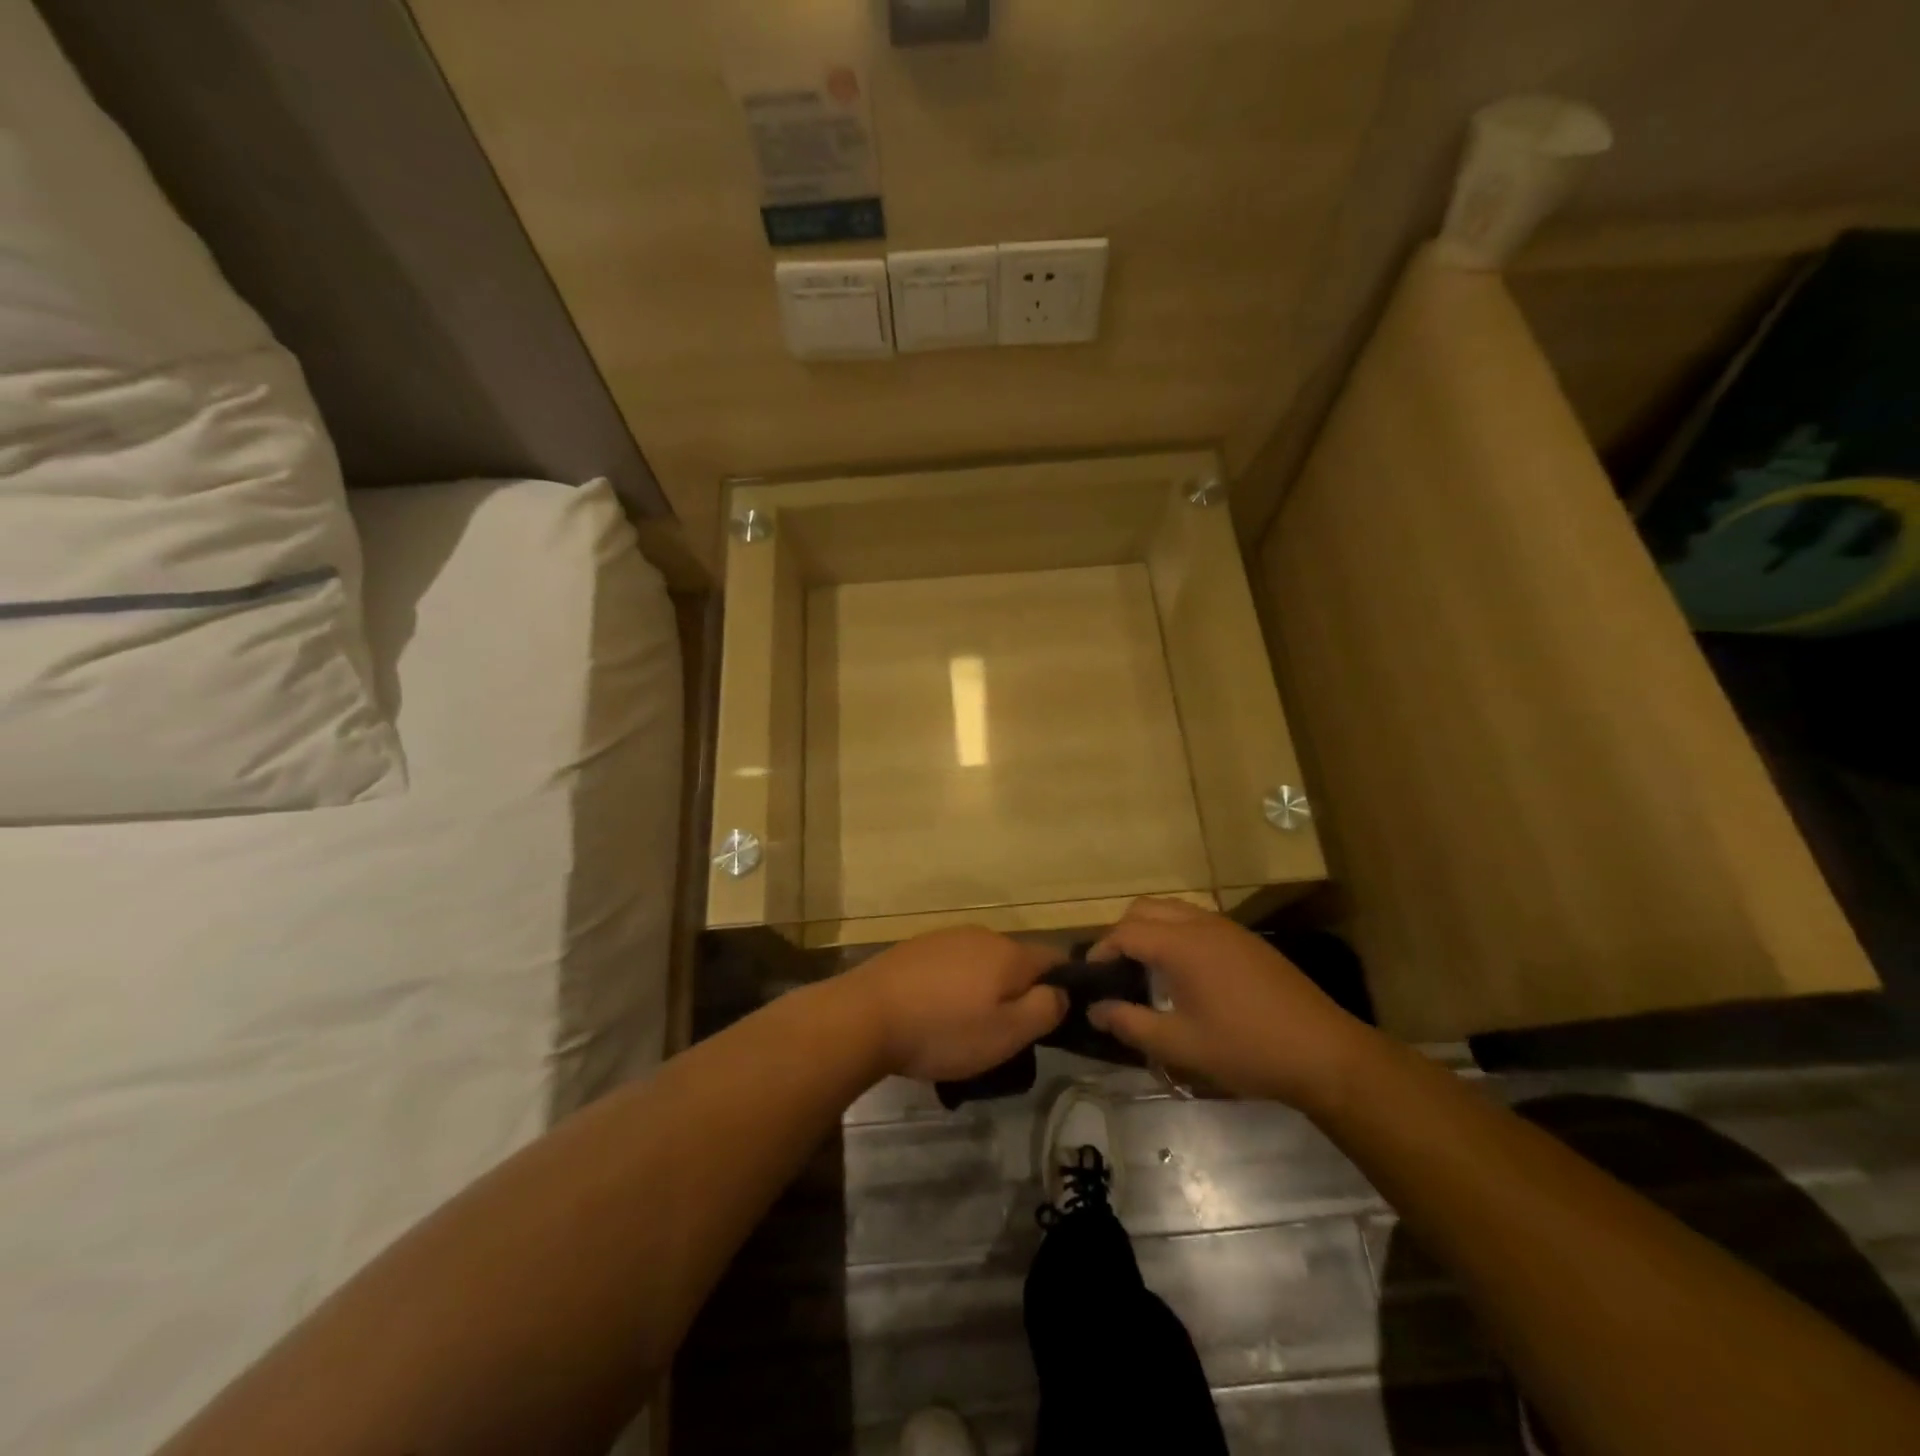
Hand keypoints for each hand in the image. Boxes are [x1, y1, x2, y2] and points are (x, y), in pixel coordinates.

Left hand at [842, 926, 1068, 1082]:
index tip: (1053, 1019)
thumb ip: (1045, 1009)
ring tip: (967, 1029)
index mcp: (1008, 952)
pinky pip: (950, 967)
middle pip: (1015, 962)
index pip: (1054, 959)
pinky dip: (952, 988)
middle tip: (1007, 1034)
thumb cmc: (943, 1030)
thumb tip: (1061, 992)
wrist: (865, 1015)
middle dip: (1018, 992)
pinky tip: (935, 1014)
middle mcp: (981, 934)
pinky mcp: (915, 948)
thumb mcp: (1007, 1034)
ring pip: (981, 964)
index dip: (1063, 987)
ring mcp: (944, 938)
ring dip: (983, 990)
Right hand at [1085, 897, 1375, 1108]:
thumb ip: (1131, 1024)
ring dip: (1150, 929)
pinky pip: (1197, 921)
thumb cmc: (1246, 1048)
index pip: (1125, 932)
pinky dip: (1176, 933)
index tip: (1090, 977)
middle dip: (1122, 932)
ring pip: (1172, 910)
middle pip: (1145, 909)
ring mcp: (1228, 928)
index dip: (1101, 951)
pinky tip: (1185, 974)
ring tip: (1145, 970)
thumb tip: (1096, 1010)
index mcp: (1182, 944)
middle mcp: (1201, 924)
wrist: (1325, 1053)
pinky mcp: (1247, 941)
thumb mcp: (1181, 1045)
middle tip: (1116, 971)